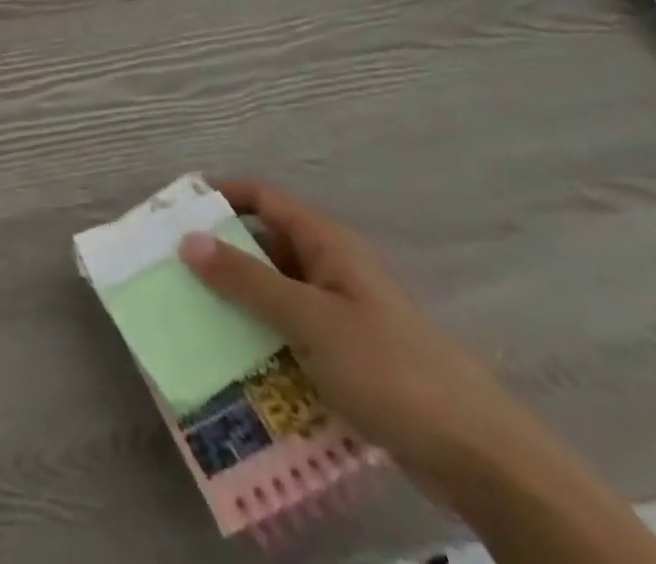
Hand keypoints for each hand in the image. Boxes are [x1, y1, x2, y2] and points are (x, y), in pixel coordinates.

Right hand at [180, 181, 535, 494]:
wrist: (481, 458)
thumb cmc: (389, 369)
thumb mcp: (308, 320)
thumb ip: (246, 280)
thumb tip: (188, 238)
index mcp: (326, 242)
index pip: (262, 197)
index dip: (220, 197)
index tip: (176, 213)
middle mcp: (332, 267)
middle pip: (265, 245)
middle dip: (221, 257)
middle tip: (174, 273)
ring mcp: (343, 312)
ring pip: (277, 293)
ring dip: (240, 303)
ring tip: (194, 319)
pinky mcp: (350, 354)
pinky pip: (293, 333)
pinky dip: (265, 339)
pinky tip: (238, 362)